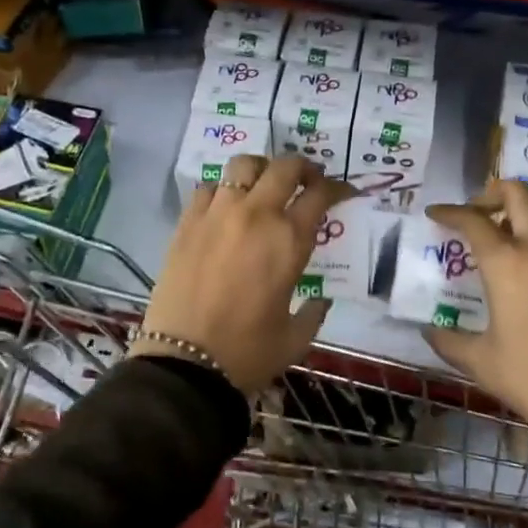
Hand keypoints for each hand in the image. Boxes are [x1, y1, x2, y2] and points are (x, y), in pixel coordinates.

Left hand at [132, 154, 355, 393]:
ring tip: (264, 185)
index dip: (337, 188)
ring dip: (261, 169)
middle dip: (303, 167)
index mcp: (288, 240)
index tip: (342, 192)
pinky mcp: (187, 222)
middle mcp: (255, 215)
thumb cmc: (248, 352)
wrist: (185, 362)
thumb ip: (314, 312)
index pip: (320, 195)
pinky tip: (227, 206)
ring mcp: (217, 214)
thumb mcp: (296, 337)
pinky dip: (224, 189)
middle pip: (284, 167)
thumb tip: (319, 299)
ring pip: (243, 165)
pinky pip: (208, 186)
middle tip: (308, 180)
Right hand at [423, 180, 527, 440]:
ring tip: (512, 230)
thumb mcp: (482, 363)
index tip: (435, 214)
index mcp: (508, 264)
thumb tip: (429, 331)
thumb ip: (449, 341)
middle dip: (493, 193)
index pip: (473, 220)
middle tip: (478, 213)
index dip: (450, 211)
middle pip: (520, 194)